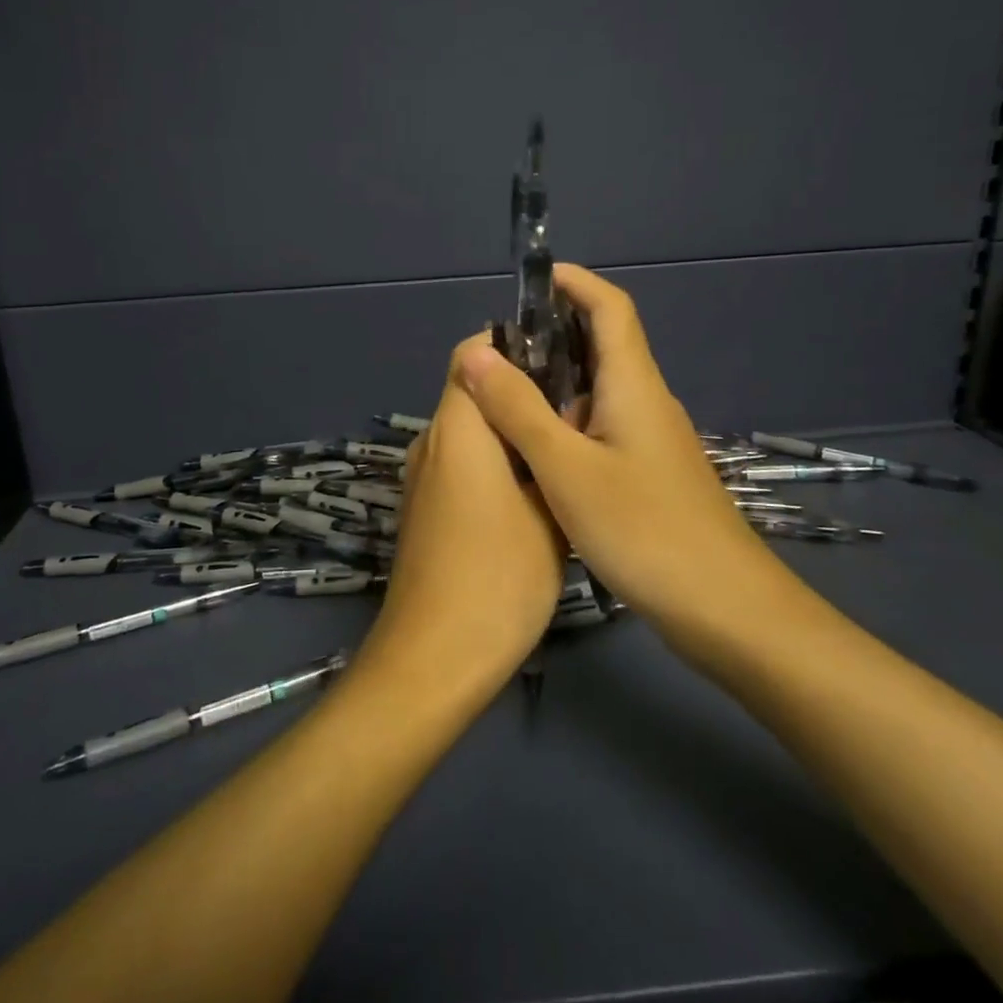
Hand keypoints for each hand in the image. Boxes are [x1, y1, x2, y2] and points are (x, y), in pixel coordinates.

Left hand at [357, 334, 567, 696]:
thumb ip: (551, 455)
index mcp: (459, 428)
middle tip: (578, 405)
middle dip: (521, 390)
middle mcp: (432, 441)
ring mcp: (424, 477)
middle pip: (472, 390)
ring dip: (510, 429)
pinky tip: (536, 488)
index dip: (513, 345)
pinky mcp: (425, 507)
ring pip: (470, 430)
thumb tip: (560, 421)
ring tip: (566, 445)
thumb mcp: (548, 514)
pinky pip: (461, 462)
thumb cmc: (498, 578)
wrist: (434, 657)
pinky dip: (494, 460)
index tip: (560, 357)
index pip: (472, 354)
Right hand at [451, 264, 795, 642]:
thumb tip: (474, 352)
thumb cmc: (644, 530)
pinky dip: (566, 420)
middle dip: (551, 332)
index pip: (610, 307)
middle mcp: (646, 401)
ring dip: (555, 380)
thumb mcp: (566, 469)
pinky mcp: (649, 473)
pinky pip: (602, 426)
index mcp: (634, 385)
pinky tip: (536, 448)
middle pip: (602, 344)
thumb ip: (518, 409)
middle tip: (494, 348)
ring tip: (501, 393)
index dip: (573, 282)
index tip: (529, 279)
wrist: (725, 610)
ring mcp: (651, 439)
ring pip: (599, 390)